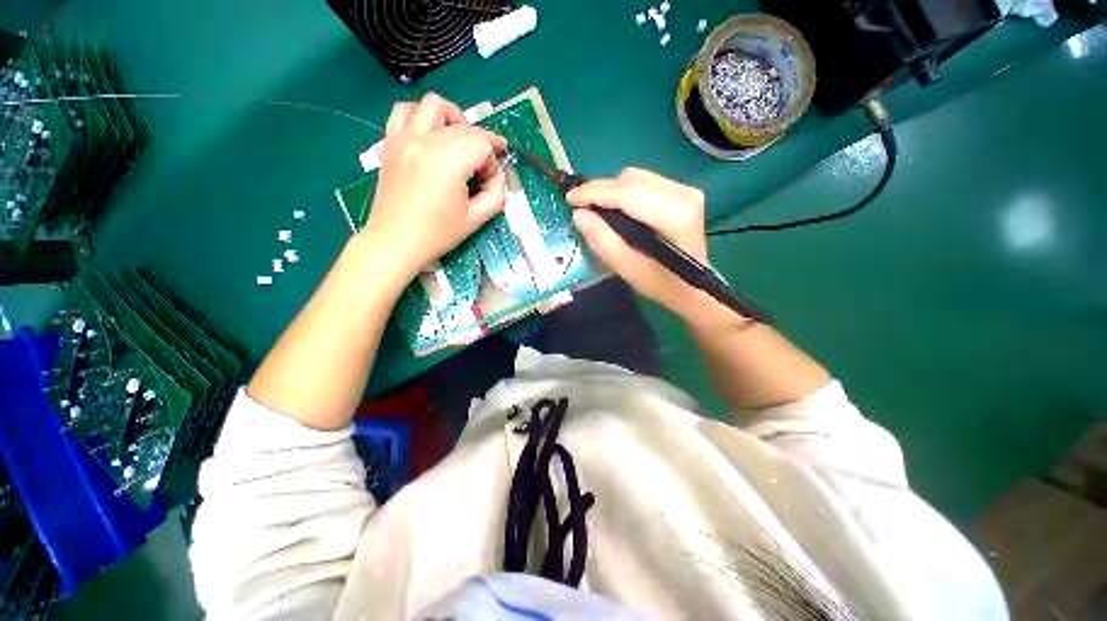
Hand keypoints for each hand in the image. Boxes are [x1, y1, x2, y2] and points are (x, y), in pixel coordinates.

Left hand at [363, 93, 506, 281]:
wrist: (395, 242)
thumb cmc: (437, 234)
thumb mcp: (476, 219)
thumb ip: (496, 195)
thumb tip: (498, 177)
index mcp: (449, 161)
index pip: (482, 143)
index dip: (493, 162)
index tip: (490, 182)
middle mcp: (426, 141)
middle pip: (465, 127)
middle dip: (481, 146)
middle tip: (481, 172)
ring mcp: (404, 138)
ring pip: (434, 105)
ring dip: (453, 118)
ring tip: (458, 140)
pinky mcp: (390, 143)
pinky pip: (404, 111)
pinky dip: (421, 116)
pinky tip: (429, 134)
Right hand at [567, 168, 715, 322]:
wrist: (693, 288)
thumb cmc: (661, 284)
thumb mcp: (627, 269)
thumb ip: (602, 240)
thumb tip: (579, 214)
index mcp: (674, 215)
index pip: (627, 193)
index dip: (594, 192)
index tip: (570, 198)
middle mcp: (684, 194)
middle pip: (631, 179)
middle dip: (601, 191)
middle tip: (581, 209)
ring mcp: (686, 190)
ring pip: (636, 177)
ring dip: (612, 192)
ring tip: (598, 211)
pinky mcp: (683, 191)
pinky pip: (644, 182)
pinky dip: (625, 193)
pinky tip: (618, 210)